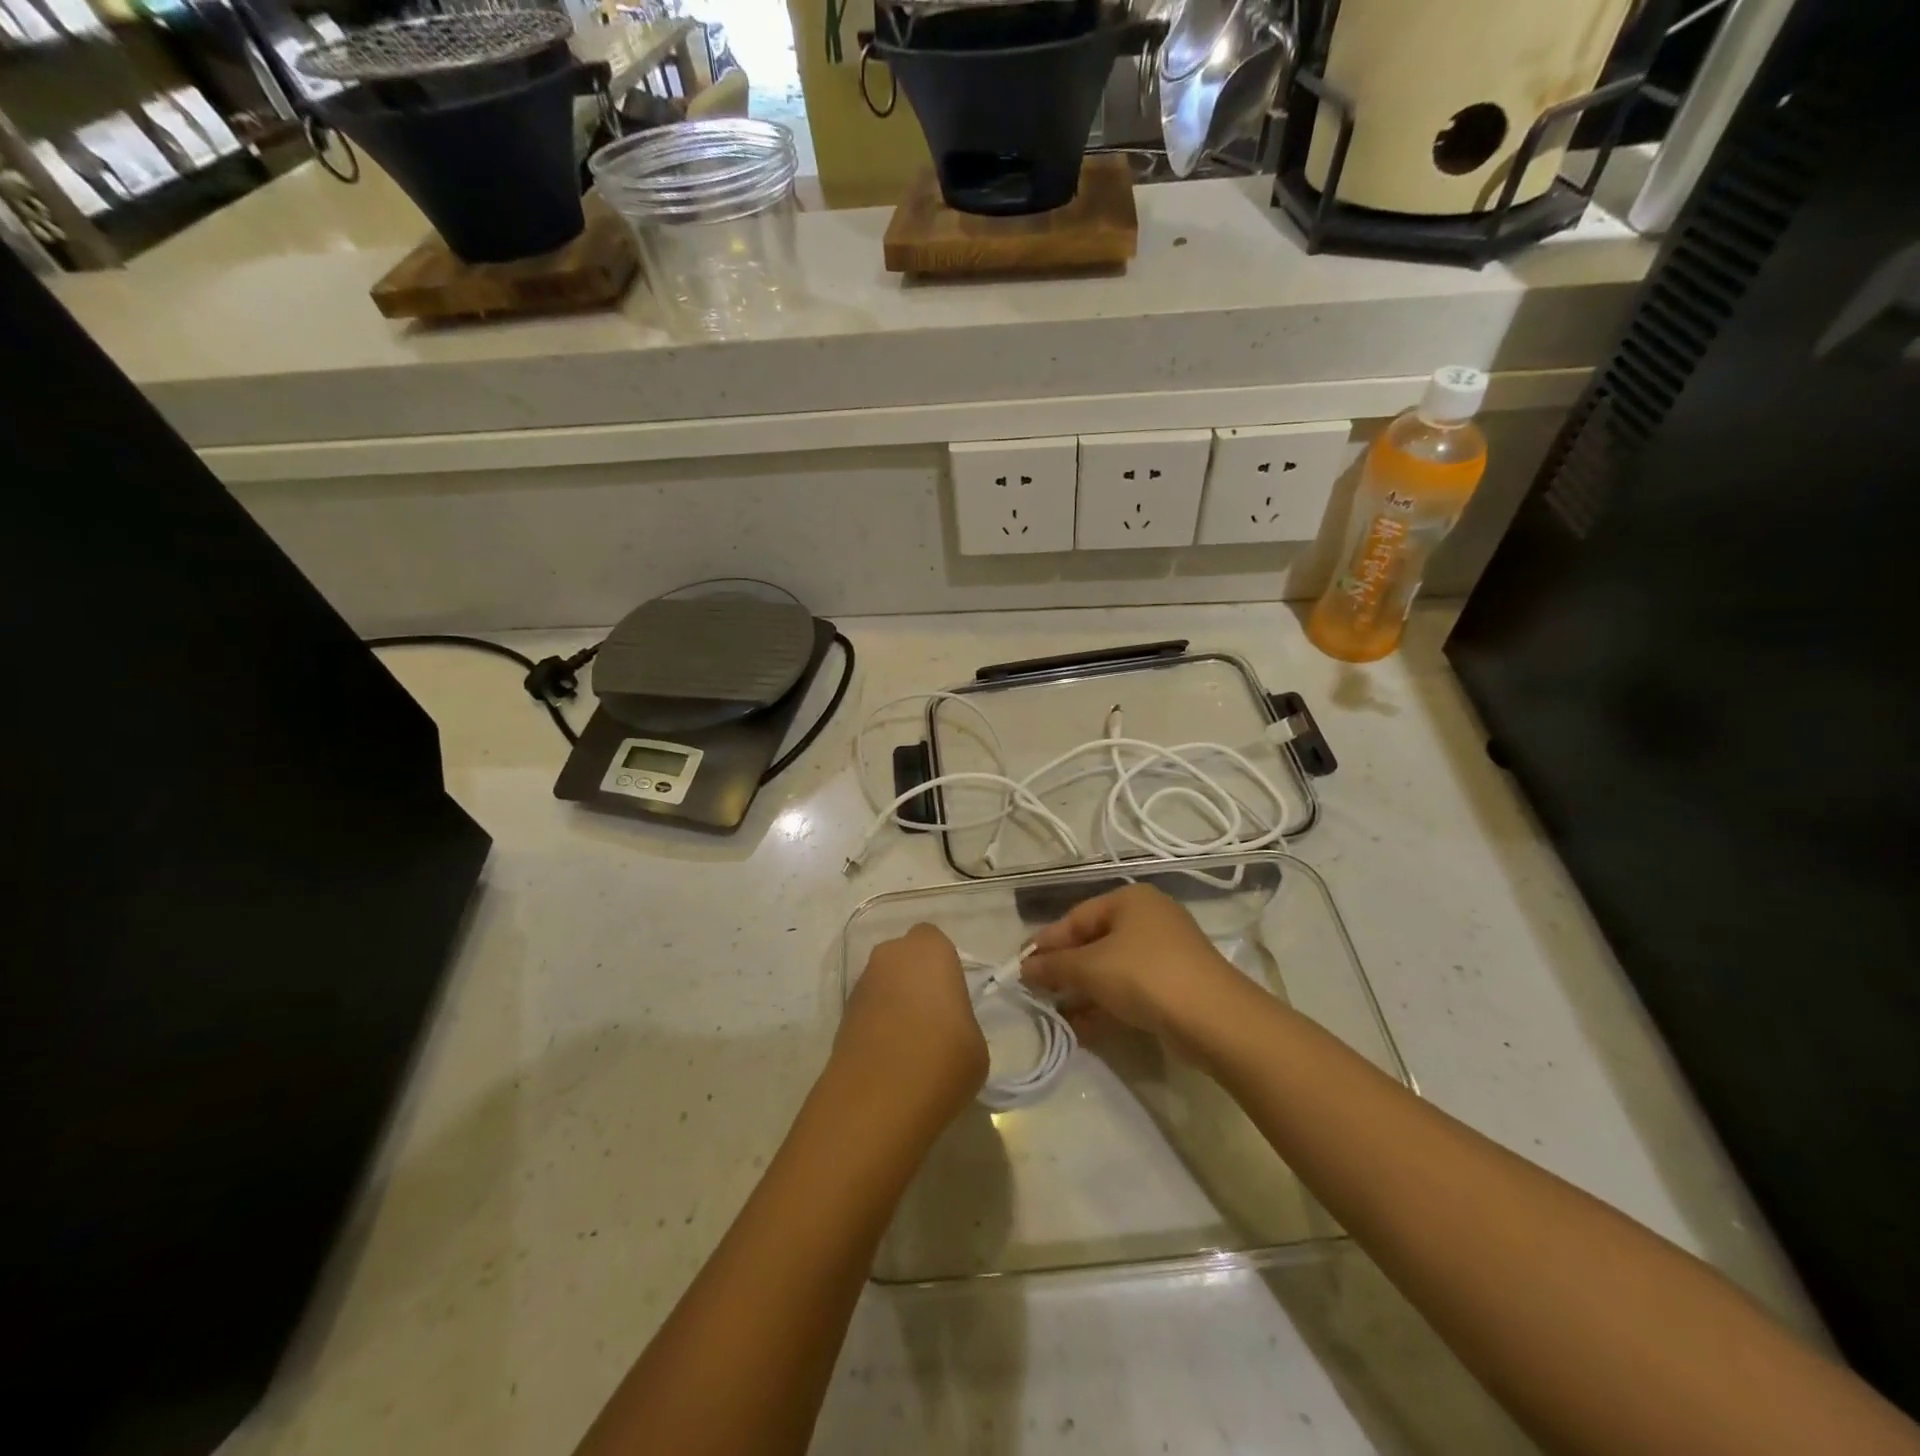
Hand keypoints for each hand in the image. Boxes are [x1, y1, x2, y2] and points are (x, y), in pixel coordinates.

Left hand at [834, 924, 987, 1124]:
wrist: (880, 1098)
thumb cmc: (944, 1058)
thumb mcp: (974, 1040)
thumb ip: (959, 1020)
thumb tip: (944, 1028)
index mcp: (929, 949)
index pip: (934, 942)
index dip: (942, 968)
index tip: (952, 999)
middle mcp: (890, 955)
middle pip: (904, 959)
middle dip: (915, 980)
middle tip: (932, 1019)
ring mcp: (861, 984)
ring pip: (884, 983)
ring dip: (894, 1002)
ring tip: (910, 1044)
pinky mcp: (841, 1015)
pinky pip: (868, 1010)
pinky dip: (877, 1025)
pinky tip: (890, 1058)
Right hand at [1022, 884, 1253, 1047]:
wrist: (1214, 1019)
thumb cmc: (1145, 976)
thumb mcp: (1090, 968)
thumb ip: (1053, 966)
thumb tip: (1023, 968)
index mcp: (1130, 900)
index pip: (1076, 917)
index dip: (1047, 942)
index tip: (1021, 967)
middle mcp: (1149, 919)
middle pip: (1094, 943)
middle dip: (1065, 970)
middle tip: (1036, 992)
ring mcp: (1165, 954)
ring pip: (1112, 969)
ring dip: (1083, 992)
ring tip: (1054, 1014)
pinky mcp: (1175, 986)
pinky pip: (1130, 990)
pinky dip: (1106, 1005)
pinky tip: (1081, 1029)